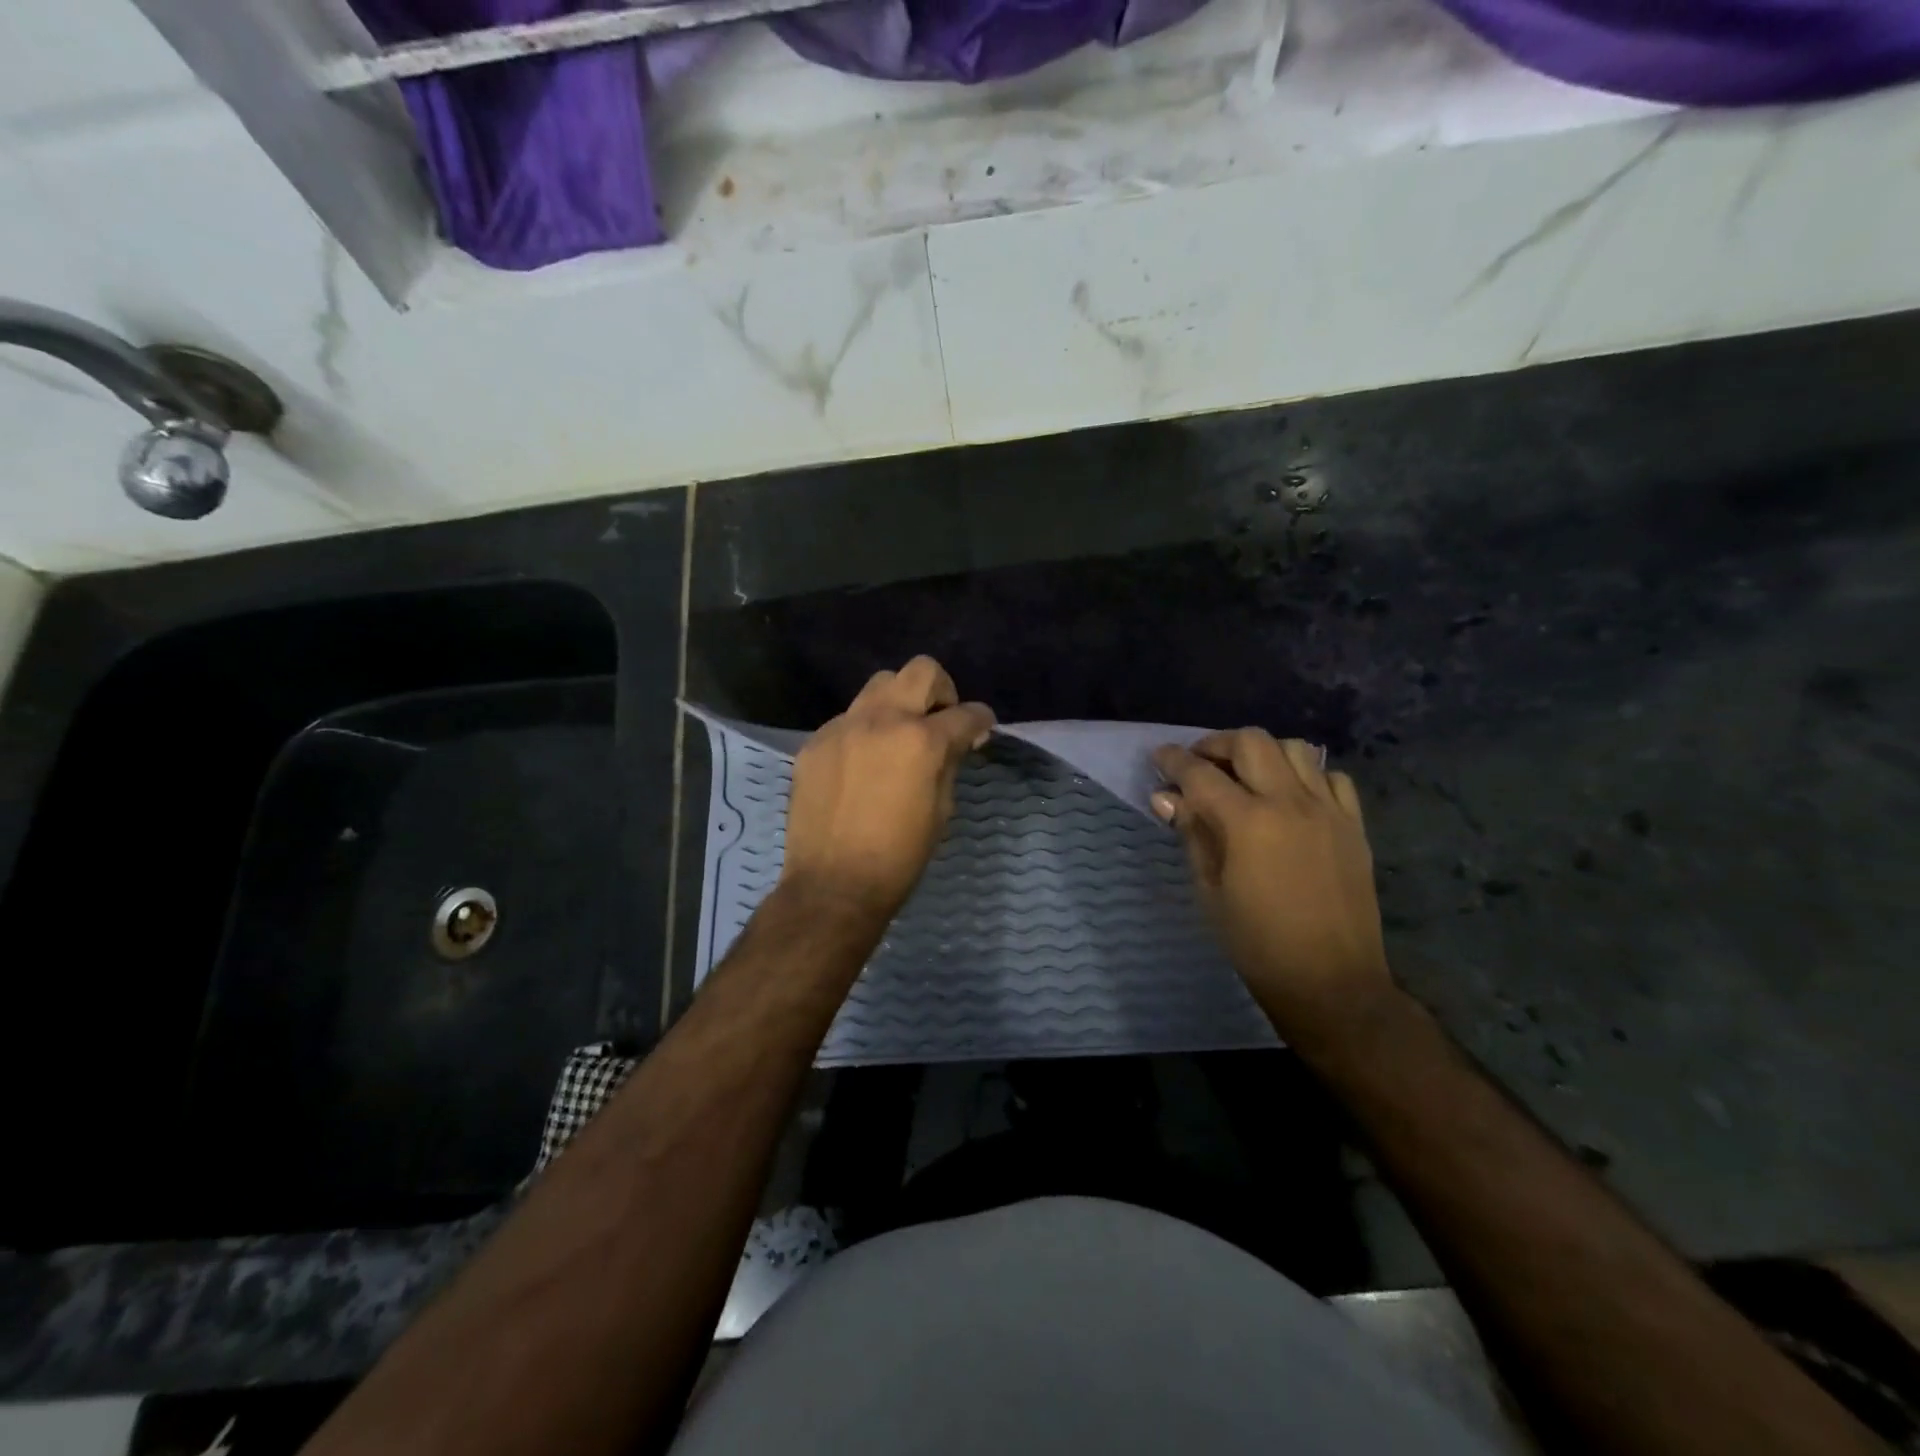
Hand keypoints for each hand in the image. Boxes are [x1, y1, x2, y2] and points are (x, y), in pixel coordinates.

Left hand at [780, 656, 995, 919]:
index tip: (981, 728)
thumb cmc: (900, 856)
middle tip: (939, 720)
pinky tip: (863, 764)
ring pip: (879, 685)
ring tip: (899, 736)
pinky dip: (865, 731)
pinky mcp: (815, 742)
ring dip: (898, 703)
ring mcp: (843, 727)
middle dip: (940, 690)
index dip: (981, 719)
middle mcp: (882, 720)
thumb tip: (960, 739)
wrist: (833, 885)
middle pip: (920, 670)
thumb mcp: (941, 809)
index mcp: (922, 740)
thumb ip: (950, 762)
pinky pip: (848, 719)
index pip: (965, 713)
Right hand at [1151, 730, 1393, 1041]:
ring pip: (1295, 749)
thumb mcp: (1210, 890)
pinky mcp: (1354, 825)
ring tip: (1246, 775)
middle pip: (1251, 742)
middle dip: (1217, 744)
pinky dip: (1307, 775)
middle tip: (1200, 764)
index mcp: (1247, 822)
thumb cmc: (1257, 943)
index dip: (1174, 760)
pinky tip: (1292, 797)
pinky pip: (1332, 777)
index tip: (1159, 758)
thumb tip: (1167, 798)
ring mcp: (1328, 810)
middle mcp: (1290, 803)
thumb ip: (1192, 834)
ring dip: (1263, 752)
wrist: (1331, 982)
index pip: (1200, 773)